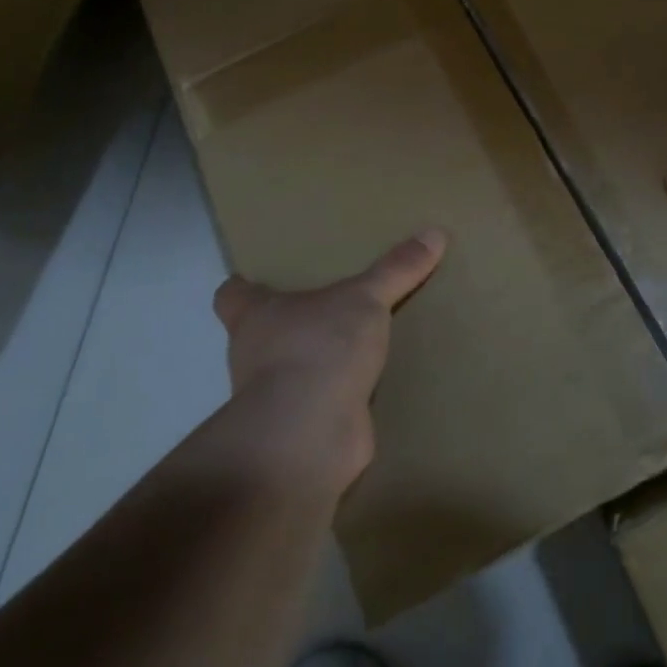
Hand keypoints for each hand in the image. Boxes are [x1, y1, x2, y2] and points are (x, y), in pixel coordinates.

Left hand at [210, 231, 447, 491]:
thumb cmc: (319, 347)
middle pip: (262, 334)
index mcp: (256, 316)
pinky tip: (370, 387)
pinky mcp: (301, 429)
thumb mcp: (366, 298)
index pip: (232, 295)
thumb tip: (435, 232)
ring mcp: (275, 398)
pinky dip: (339, 399)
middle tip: (326, 307)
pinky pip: (320, 406)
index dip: (242, 286)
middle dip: (289, 324)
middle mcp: (255, 356)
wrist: (310, 434)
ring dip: (316, 363)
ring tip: (356, 345)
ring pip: (292, 371)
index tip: (256, 279)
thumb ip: (397, 268)